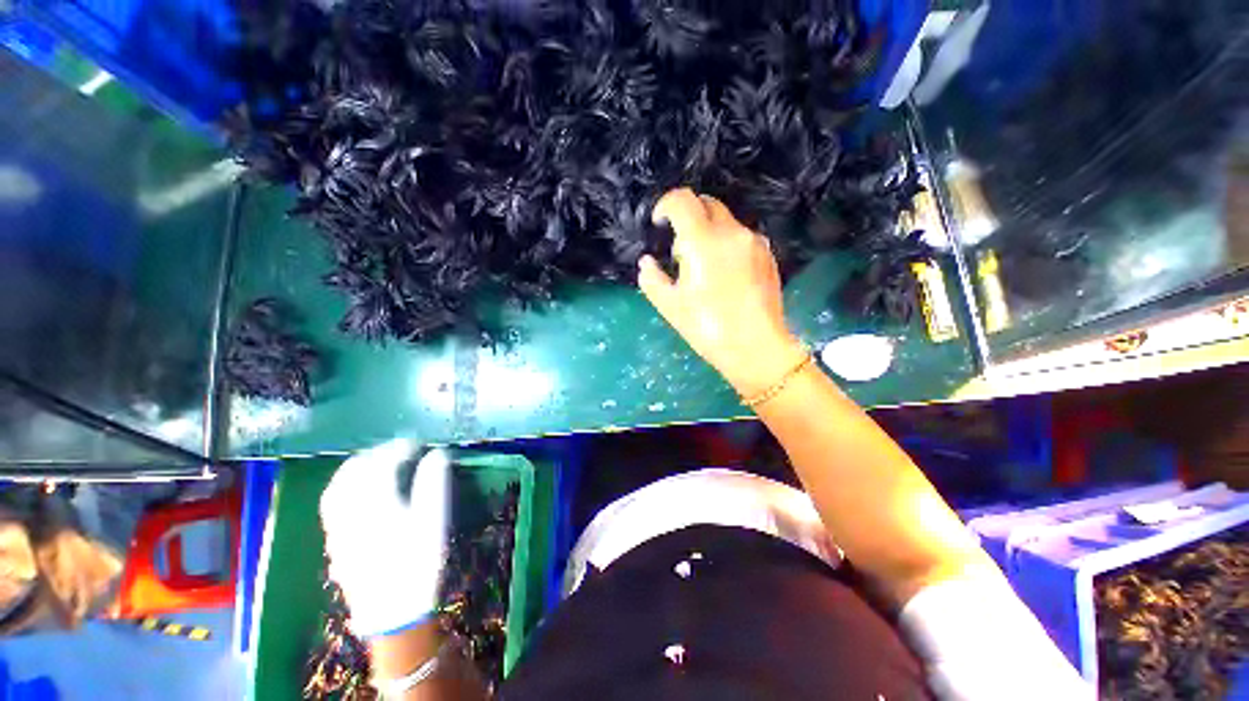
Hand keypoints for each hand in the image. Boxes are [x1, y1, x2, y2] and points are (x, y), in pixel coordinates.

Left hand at [320, 439, 450, 637]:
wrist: (393, 611)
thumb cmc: (418, 561)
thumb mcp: (433, 519)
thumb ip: (434, 482)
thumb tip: (437, 454)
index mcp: (376, 503)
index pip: (383, 464)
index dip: (400, 448)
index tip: (416, 443)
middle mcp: (350, 511)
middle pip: (353, 472)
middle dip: (375, 454)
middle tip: (396, 449)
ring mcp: (338, 527)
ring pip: (336, 487)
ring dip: (355, 468)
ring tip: (374, 463)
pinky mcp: (335, 541)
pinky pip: (331, 504)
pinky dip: (343, 487)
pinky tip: (356, 491)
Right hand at [638, 188, 806, 397]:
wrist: (757, 347)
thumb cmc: (708, 328)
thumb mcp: (670, 306)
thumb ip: (651, 278)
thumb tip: (647, 262)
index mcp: (703, 241)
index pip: (682, 201)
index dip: (665, 206)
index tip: (659, 224)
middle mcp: (731, 232)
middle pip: (706, 204)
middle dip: (688, 217)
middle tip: (680, 251)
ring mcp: (754, 242)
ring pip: (725, 221)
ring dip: (708, 232)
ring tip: (704, 268)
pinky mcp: (768, 254)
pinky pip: (741, 237)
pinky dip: (726, 244)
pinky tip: (725, 275)